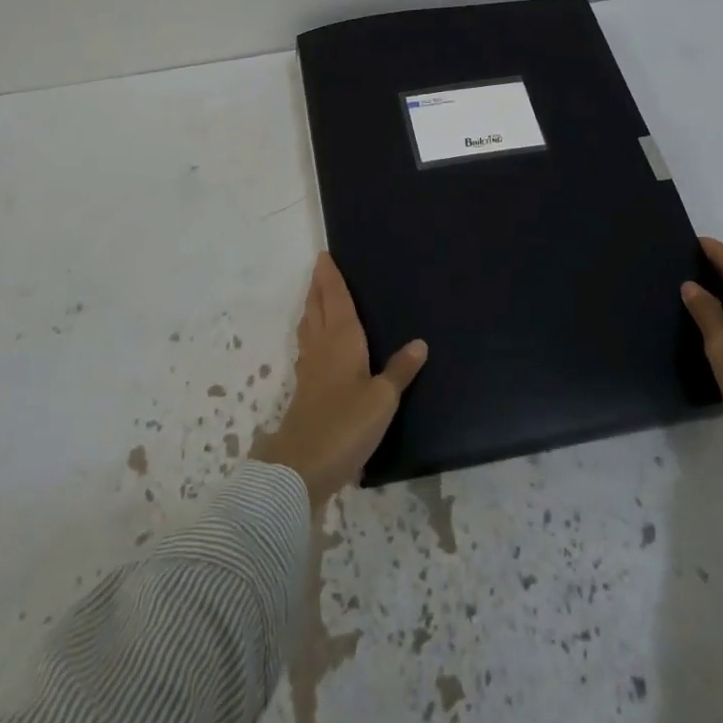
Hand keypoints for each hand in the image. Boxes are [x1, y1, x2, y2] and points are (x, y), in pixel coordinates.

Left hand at [251, 253, 428, 511]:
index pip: (335, 299)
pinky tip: (317, 346)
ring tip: (316, 298)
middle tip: (319, 269)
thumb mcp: (382, 398)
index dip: (331, 277)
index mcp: (342, 339)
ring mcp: (310, 369)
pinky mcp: (305, 390)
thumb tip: (420, 342)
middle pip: (317, 308)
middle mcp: (322, 346)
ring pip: (309, 327)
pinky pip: (308, 348)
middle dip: (318, 287)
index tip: (324, 256)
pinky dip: (312, 334)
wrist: (303, 465)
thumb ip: (400, 370)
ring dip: (311, 308)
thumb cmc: (346, 423)